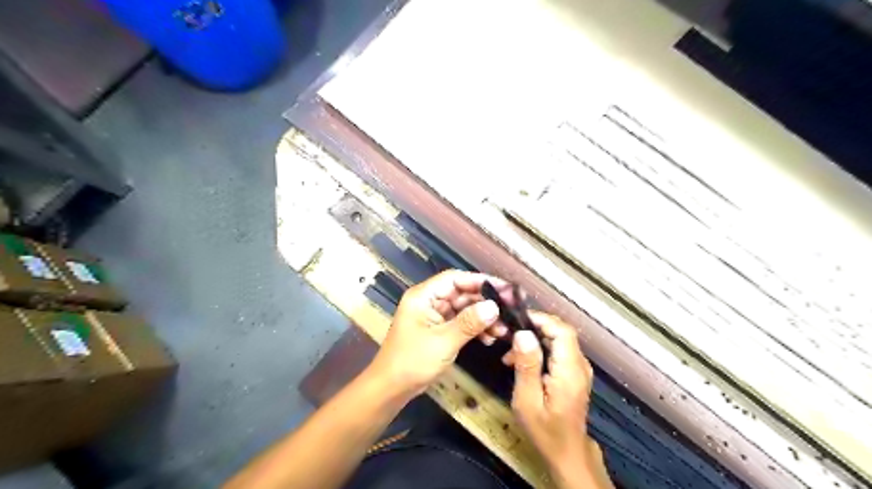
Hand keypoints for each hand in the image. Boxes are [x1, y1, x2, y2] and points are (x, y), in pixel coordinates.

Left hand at [370, 268, 516, 399]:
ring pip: (464, 309)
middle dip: (485, 302)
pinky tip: (489, 338)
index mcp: (424, 296)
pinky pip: (461, 322)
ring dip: (483, 317)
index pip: (455, 279)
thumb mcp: (443, 341)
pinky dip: (475, 328)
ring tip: (502, 329)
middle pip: (462, 293)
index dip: (480, 281)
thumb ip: (469, 322)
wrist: (391, 388)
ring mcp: (434, 316)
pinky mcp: (438, 330)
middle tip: (509, 310)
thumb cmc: (412, 361)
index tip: (504, 289)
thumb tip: (494, 307)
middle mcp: (429, 301)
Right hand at [504, 312, 606, 486]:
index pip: (562, 330)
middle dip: (533, 328)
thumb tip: (523, 333)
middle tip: (507, 336)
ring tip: (509, 355)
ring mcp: (579, 368)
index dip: (541, 319)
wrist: (567, 453)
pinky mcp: (574, 373)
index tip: (516, 320)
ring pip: (558, 339)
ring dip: (534, 340)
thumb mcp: (528, 400)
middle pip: (561, 332)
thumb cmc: (545, 431)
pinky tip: (521, 362)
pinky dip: (539, 350)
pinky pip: (558, 350)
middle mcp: (580, 364)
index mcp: (570, 370)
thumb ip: (527, 365)